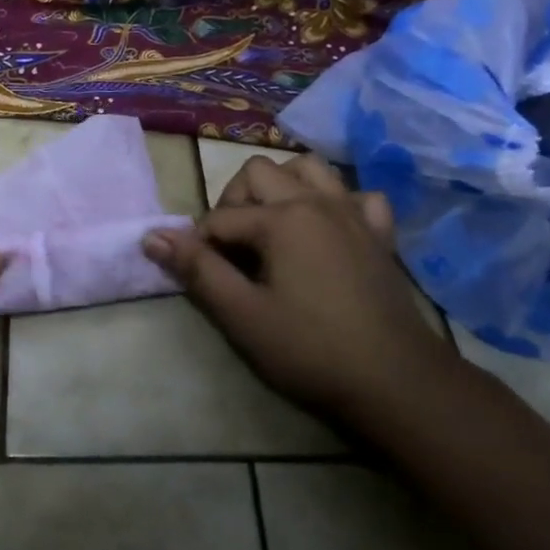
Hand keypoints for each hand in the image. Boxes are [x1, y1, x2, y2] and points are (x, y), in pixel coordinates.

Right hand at [144, 154, 453, 421]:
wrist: (397, 382)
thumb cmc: (311, 350)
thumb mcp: (243, 315)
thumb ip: (197, 270)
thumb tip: (152, 235)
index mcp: (281, 218)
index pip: (220, 216)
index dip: (200, 244)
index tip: (201, 275)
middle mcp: (317, 201)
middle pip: (259, 172)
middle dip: (235, 201)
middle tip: (233, 249)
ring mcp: (354, 213)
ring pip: (309, 168)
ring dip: (283, 185)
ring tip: (273, 225)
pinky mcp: (380, 233)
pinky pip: (357, 195)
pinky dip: (338, 202)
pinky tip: (329, 229)